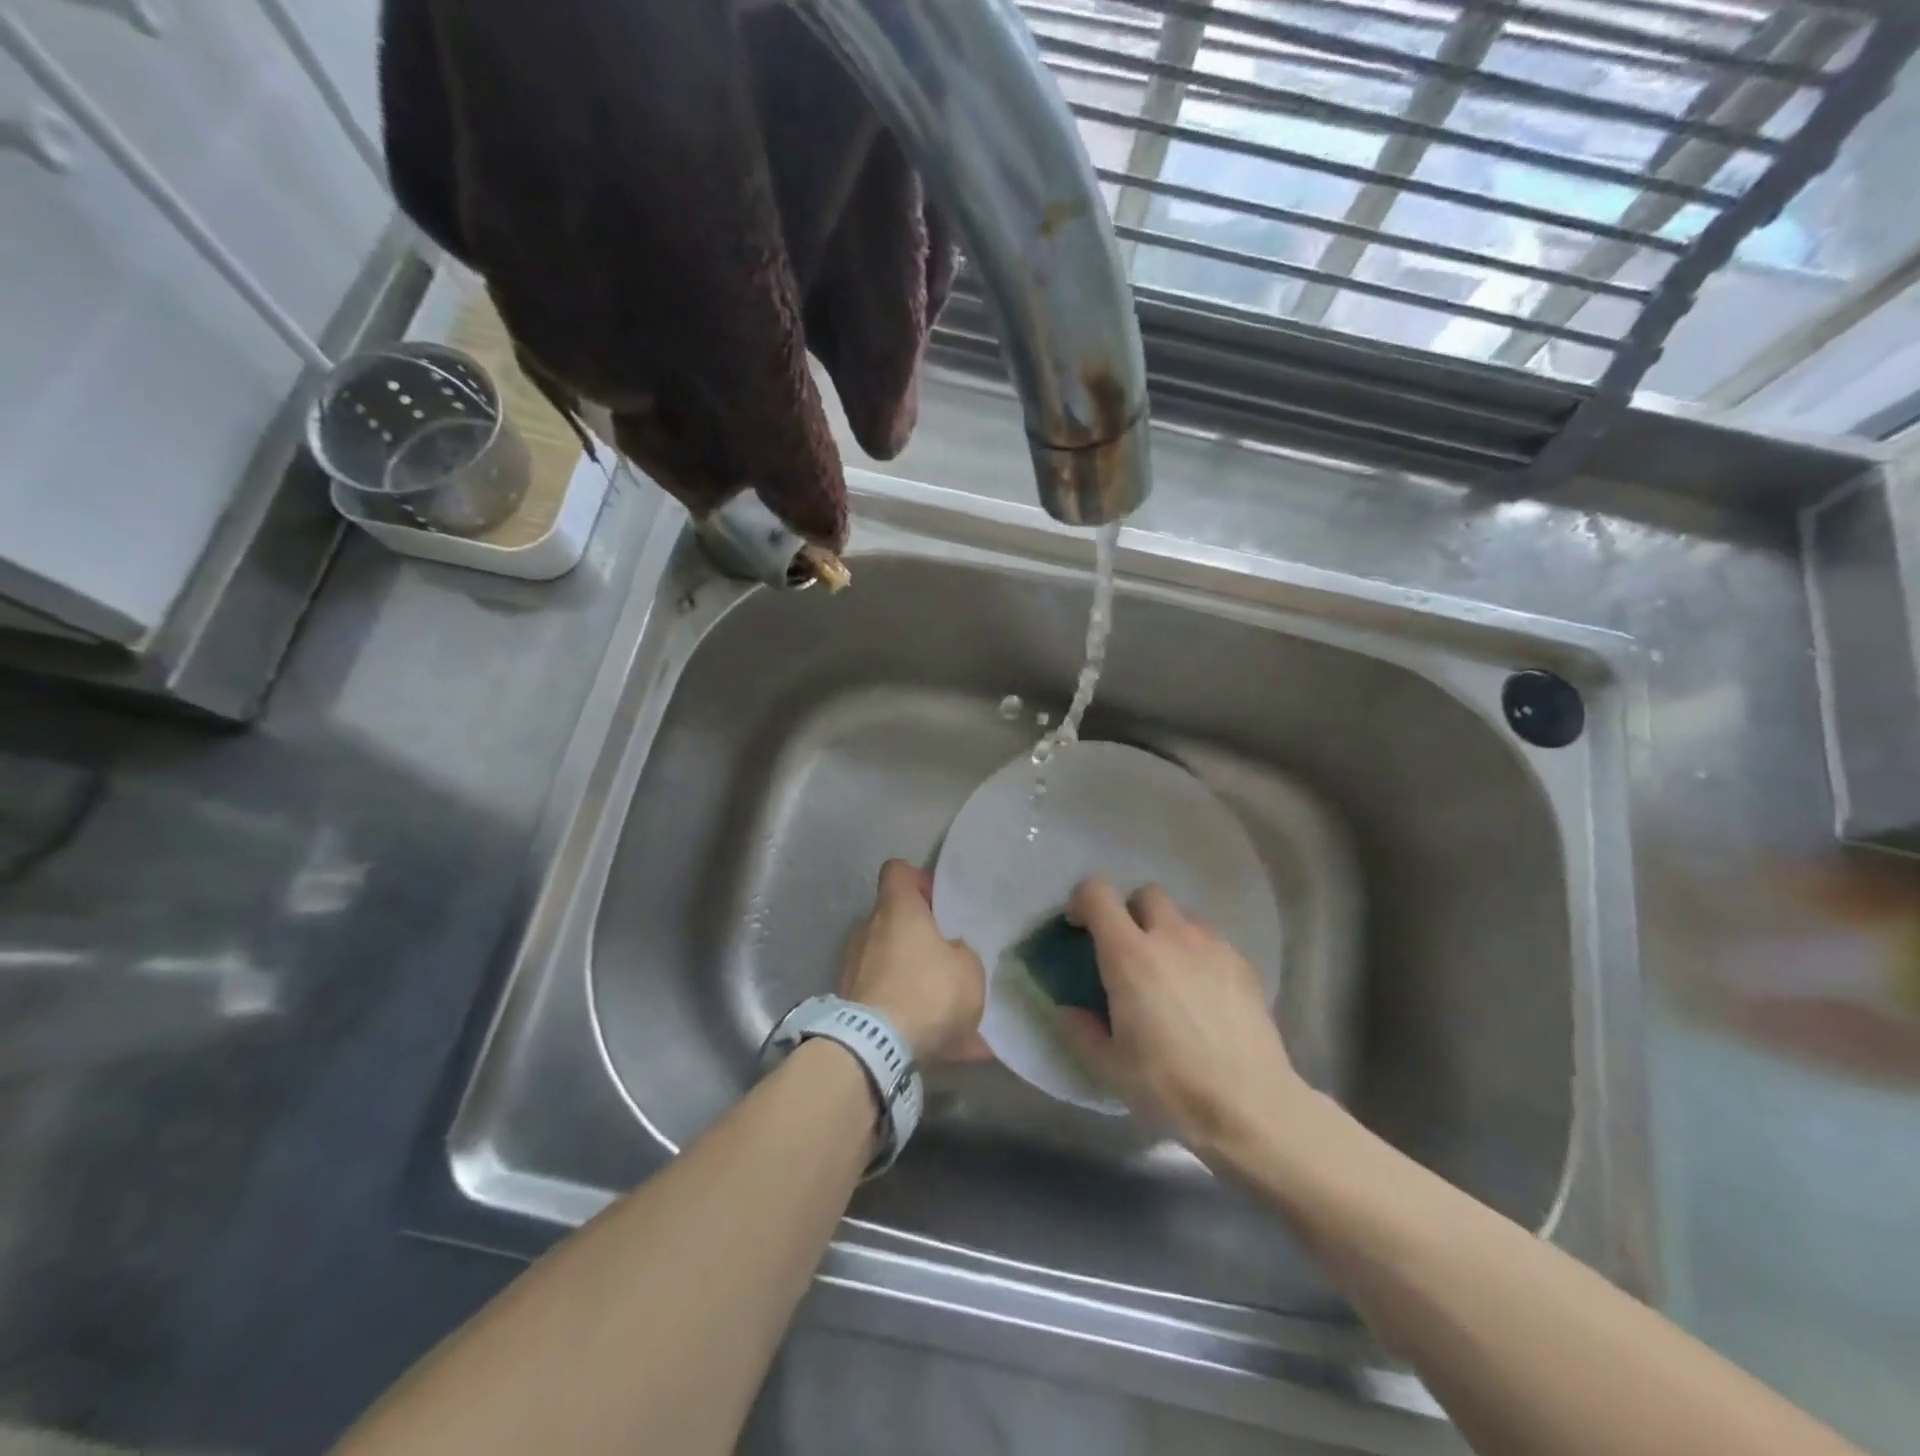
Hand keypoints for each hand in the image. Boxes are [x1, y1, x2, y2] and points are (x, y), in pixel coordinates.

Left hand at [840, 860, 989, 1065]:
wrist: (875, 1049)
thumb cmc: (928, 991)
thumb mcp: (969, 968)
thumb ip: (960, 952)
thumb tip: (949, 952)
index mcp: (897, 909)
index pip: (898, 871)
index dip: (919, 881)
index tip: (938, 904)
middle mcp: (868, 930)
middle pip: (893, 921)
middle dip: (919, 939)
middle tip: (947, 962)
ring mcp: (852, 968)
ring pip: (890, 965)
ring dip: (914, 981)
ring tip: (950, 1016)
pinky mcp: (847, 1004)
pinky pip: (885, 1002)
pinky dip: (908, 1017)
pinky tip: (941, 1047)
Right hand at [1063, 878, 1308, 1162]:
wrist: (1251, 1106)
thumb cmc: (1170, 1085)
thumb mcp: (1109, 1067)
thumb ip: (1081, 1031)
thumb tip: (1068, 1010)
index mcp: (1129, 955)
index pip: (1098, 893)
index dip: (1082, 900)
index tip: (1078, 928)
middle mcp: (1170, 936)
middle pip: (1146, 894)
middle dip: (1131, 912)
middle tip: (1127, 951)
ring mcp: (1212, 946)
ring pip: (1183, 916)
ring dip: (1167, 931)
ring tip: (1168, 973)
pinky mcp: (1243, 964)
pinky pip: (1212, 941)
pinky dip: (1198, 954)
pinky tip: (1202, 993)